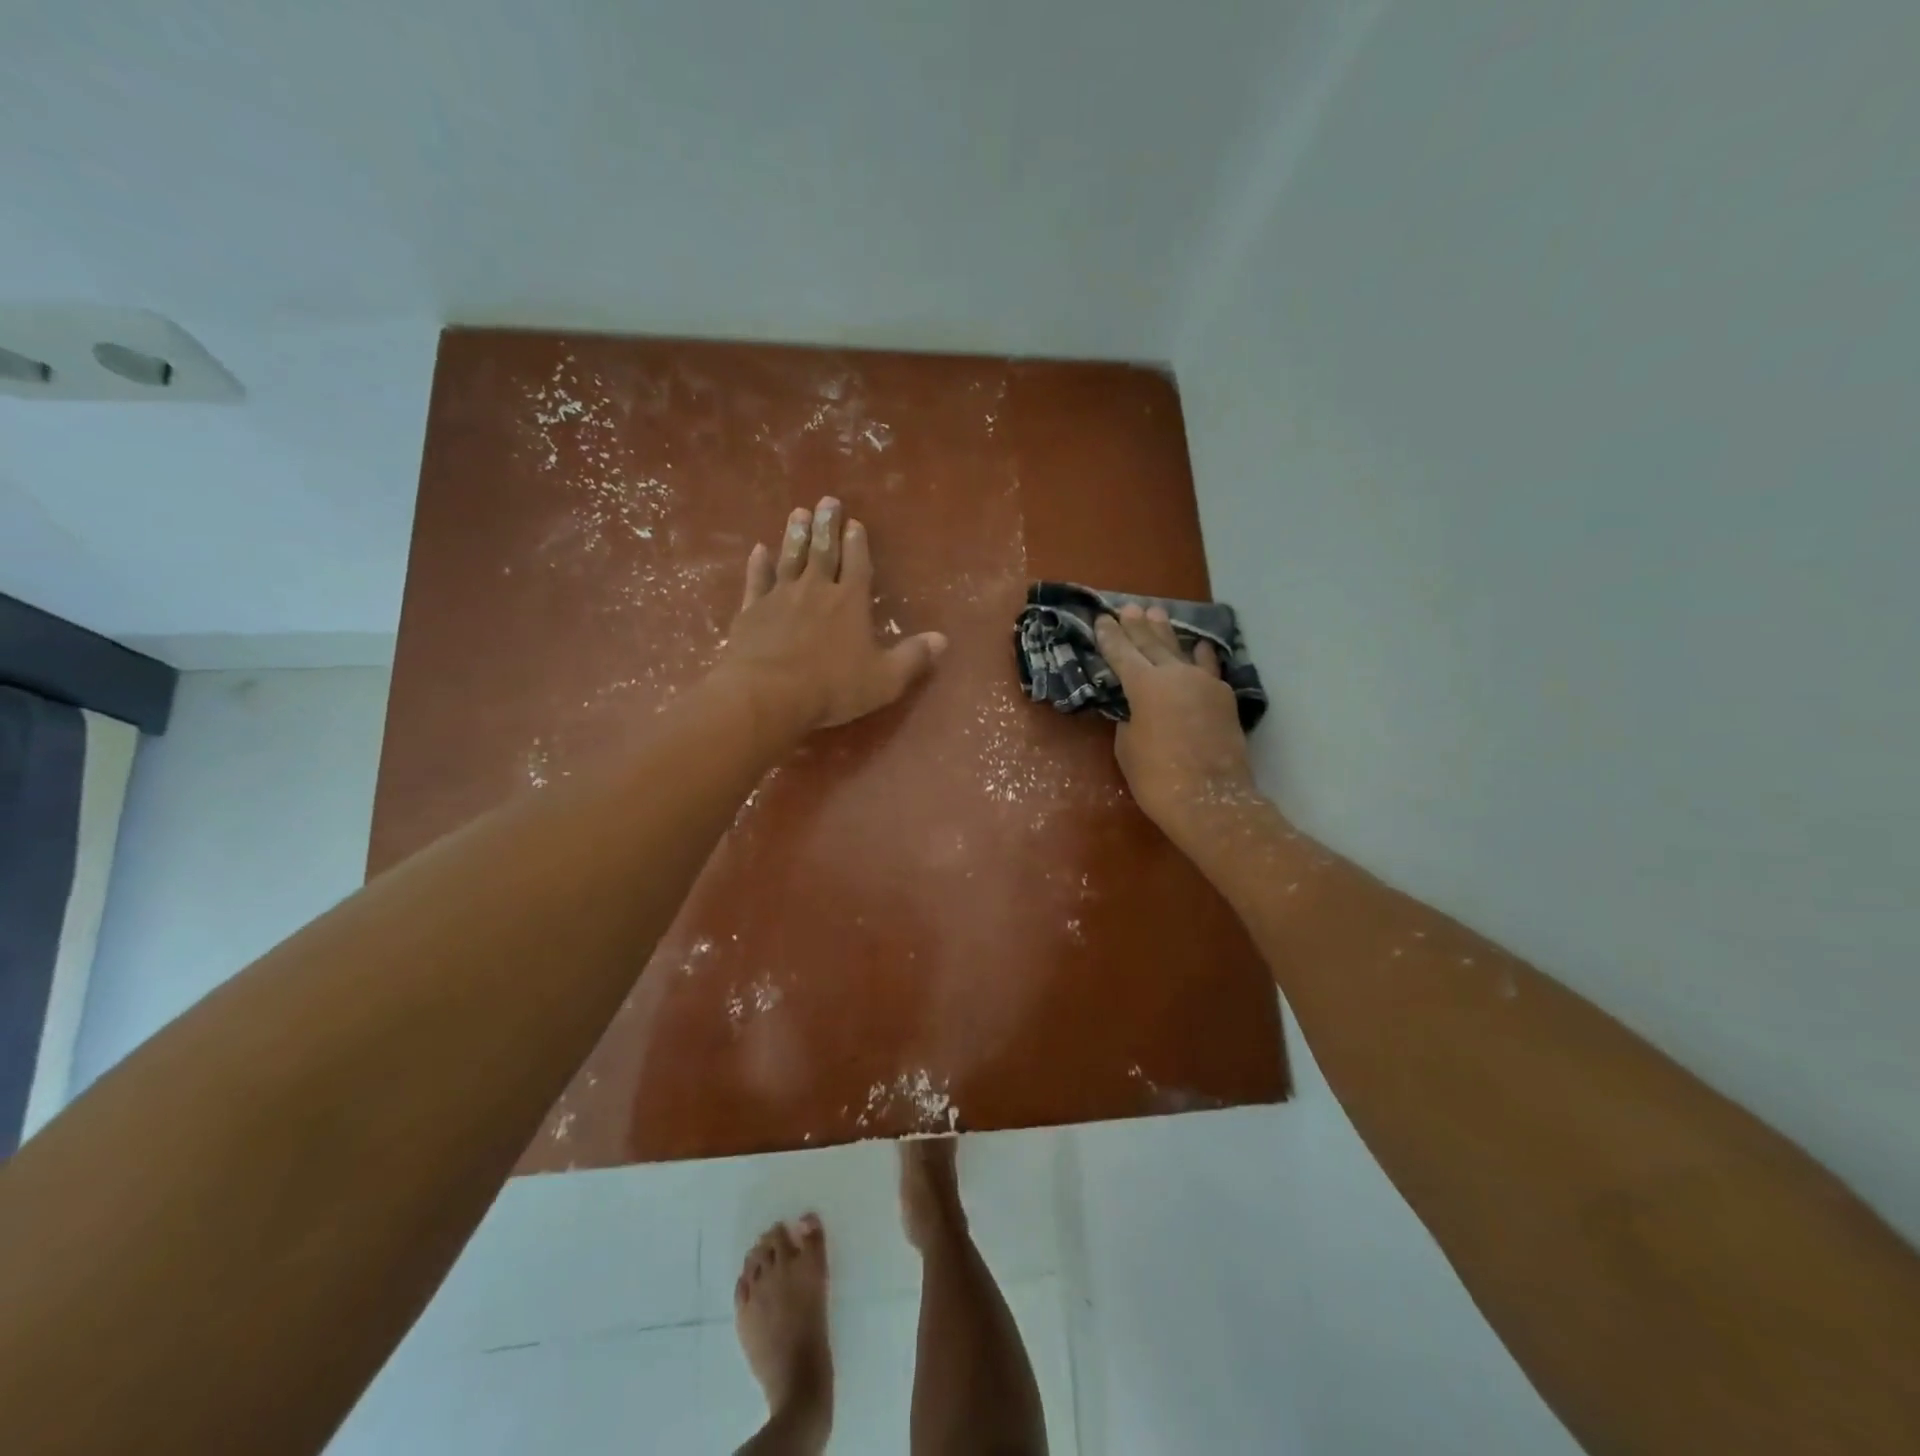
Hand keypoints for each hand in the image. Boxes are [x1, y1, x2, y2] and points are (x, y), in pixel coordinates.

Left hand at [715, 498, 947, 733]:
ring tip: (799, 513)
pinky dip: (759, 564)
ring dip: (795, 535)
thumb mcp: (884, 679)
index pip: (857, 564)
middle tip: (827, 501)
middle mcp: (815, 590)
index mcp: (850, 602)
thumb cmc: (832, 687)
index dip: (858, 543)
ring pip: (790, 558)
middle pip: (823, 551)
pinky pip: (757, 581)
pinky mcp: (751, 611)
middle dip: (827, 526)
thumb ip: (913, 657)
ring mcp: (780, 597)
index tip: (855, 523)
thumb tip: (942, 639)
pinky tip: (759, 550)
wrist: (768, 693)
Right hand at [1095, 605, 1265, 840]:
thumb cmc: (1157, 778)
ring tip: (1158, 614)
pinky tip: (1199, 646)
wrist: (1210, 801)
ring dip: (1167, 633)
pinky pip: (1208, 669)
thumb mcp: (1128, 747)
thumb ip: (1130, 719)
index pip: (1122, 654)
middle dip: (1137, 626)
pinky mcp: (1223, 699)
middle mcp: (1176, 675)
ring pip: (1181, 651)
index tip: (1101, 619)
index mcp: (1145, 686)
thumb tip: (1137, 708)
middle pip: (1152, 644)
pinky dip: (1201, 657)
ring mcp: (1204, 684)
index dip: (1109, 637)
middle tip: (1128, 607)